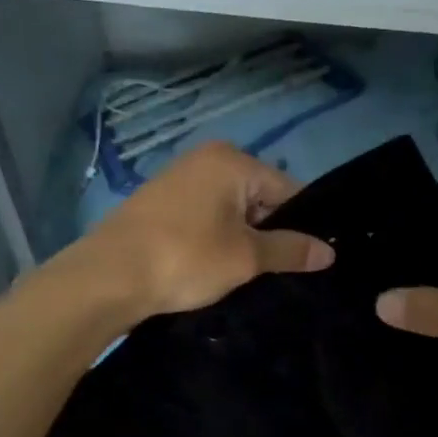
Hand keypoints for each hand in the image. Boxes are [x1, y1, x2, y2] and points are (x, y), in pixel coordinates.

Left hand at [73, 142, 333, 316]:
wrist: (108, 276)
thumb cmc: (185, 258)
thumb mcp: (246, 257)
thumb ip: (290, 250)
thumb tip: (329, 251)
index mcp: (232, 161)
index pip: (287, 190)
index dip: (300, 227)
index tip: (306, 260)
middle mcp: (206, 159)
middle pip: (259, 198)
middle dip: (269, 233)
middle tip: (273, 272)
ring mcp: (179, 179)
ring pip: (231, 211)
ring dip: (241, 240)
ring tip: (243, 274)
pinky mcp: (160, 203)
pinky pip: (205, 217)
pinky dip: (215, 239)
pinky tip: (212, 267)